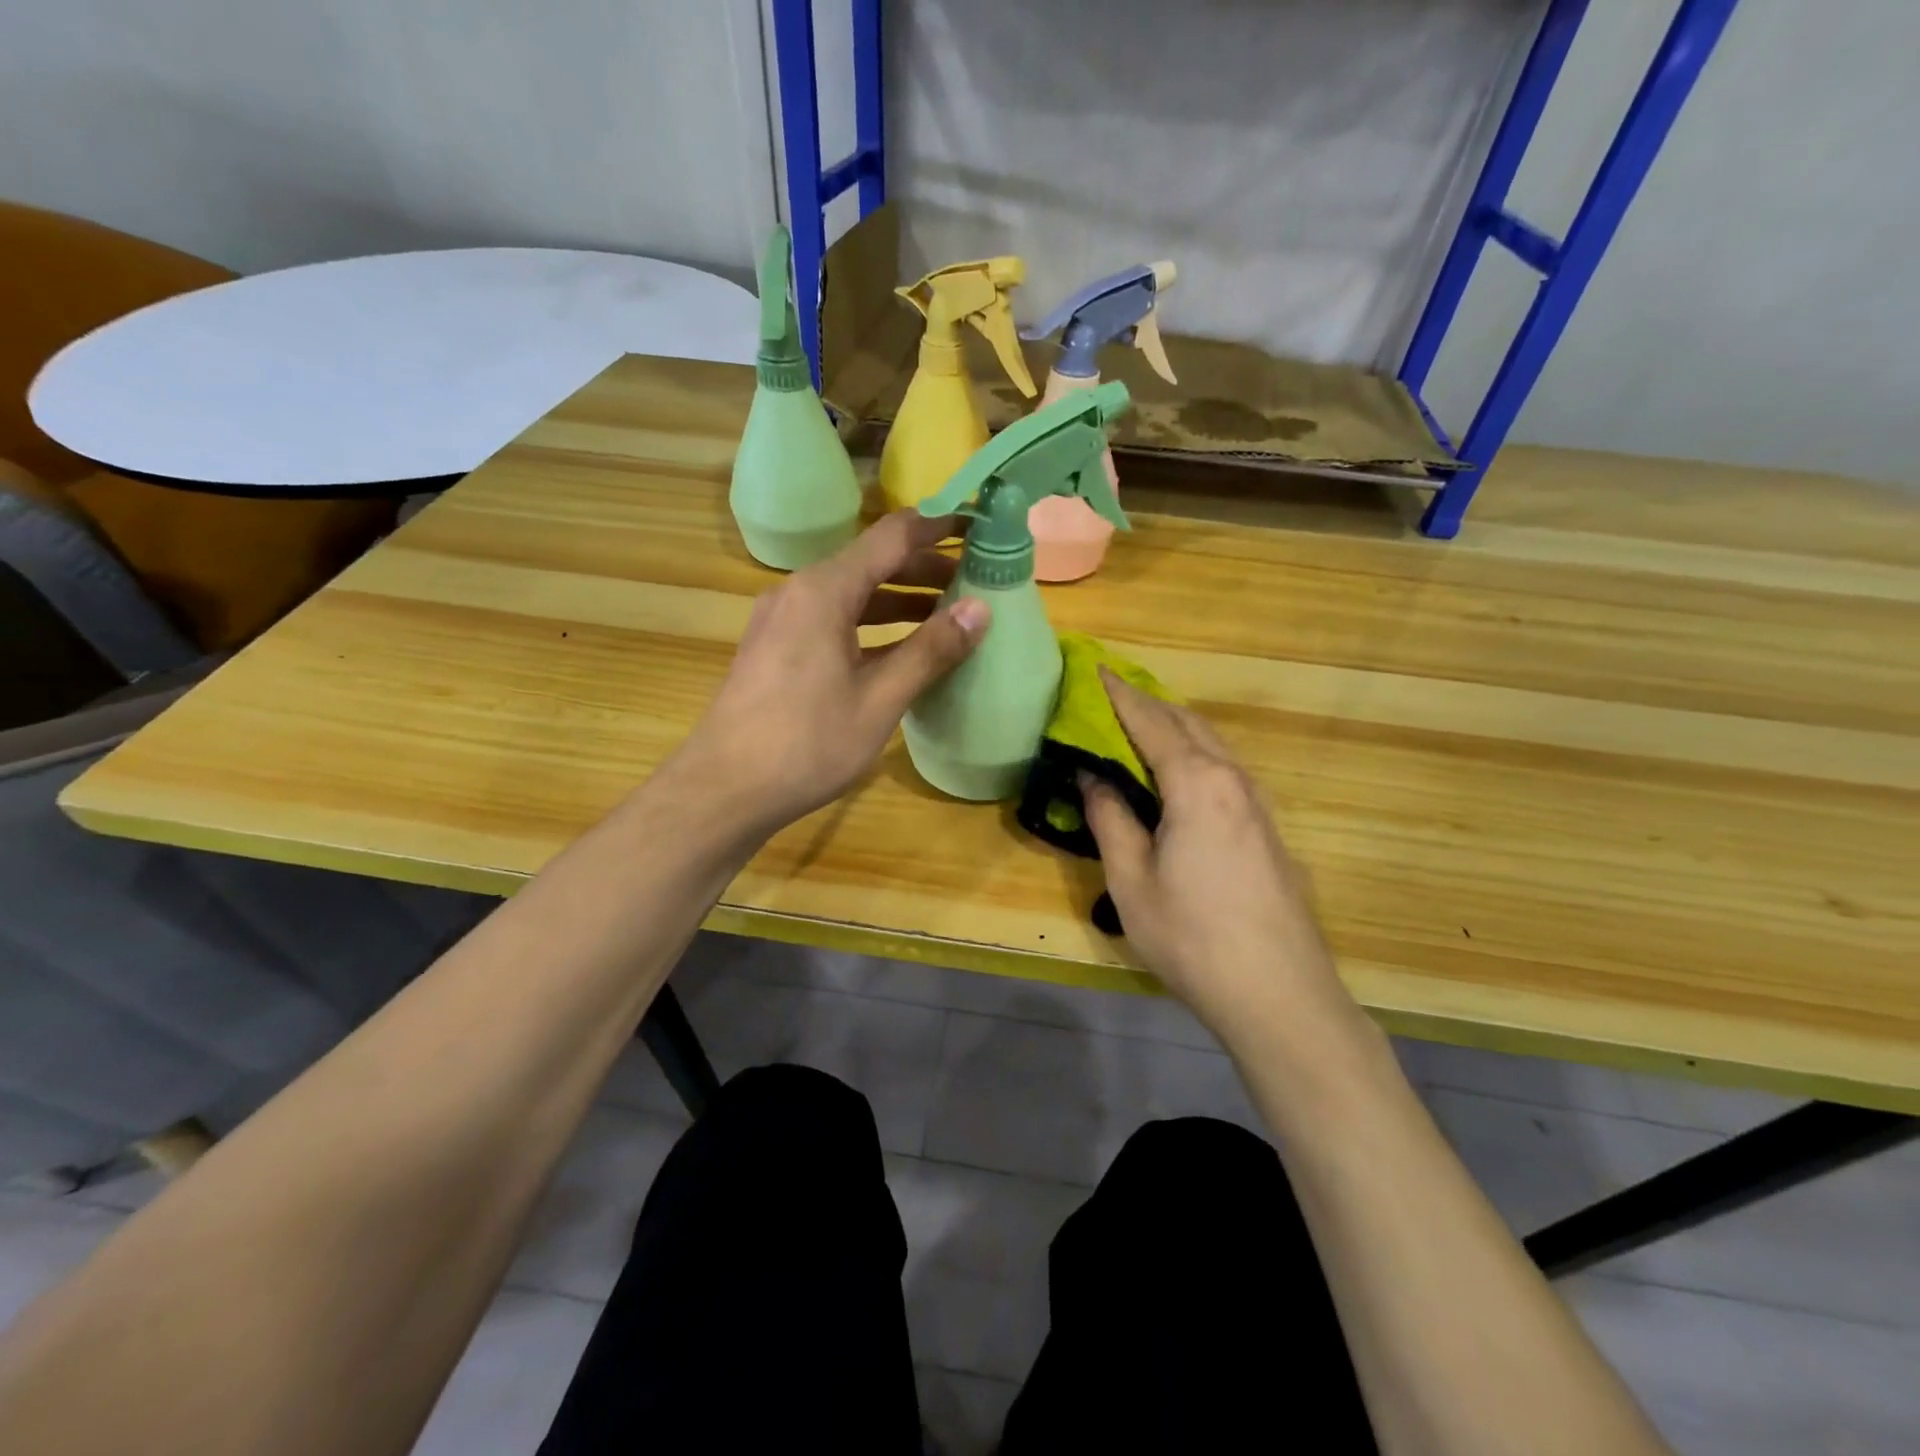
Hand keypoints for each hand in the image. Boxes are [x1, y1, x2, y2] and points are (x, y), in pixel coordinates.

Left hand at [668, 510, 989, 836]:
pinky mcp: (776, 648)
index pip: (893, 536)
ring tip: (948, 614)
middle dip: (925, 568)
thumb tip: (980, 609)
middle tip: (977, 581)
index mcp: (824, 590)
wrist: (724, 790)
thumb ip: (930, 651)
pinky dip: (871, 624)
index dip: (940, 526)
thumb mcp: (879, 699)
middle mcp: (799, 592)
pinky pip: (833, 620)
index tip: (981, 526)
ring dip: (900, 599)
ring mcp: (782, 620)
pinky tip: (900, 649)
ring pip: (852, 594)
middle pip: (871, 562)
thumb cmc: (806, 744)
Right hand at [1079, 671, 1353, 1035]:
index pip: (1150, 721)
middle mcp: (1232, 779)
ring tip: (1137, 730)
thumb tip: (1091, 775)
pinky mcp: (1267, 828)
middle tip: (1108, 699)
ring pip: (1212, 744)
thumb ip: (1110, 818)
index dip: (1119, 695)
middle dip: (1147, 704)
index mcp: (1196, 783)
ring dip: (1173, 728)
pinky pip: (1224, 770)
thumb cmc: (1192, 937)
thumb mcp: (1131, 880)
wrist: (1279, 995)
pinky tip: (1177, 776)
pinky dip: (1194, 754)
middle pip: (1187, 723)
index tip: (1094, 670)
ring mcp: (1258, 803)